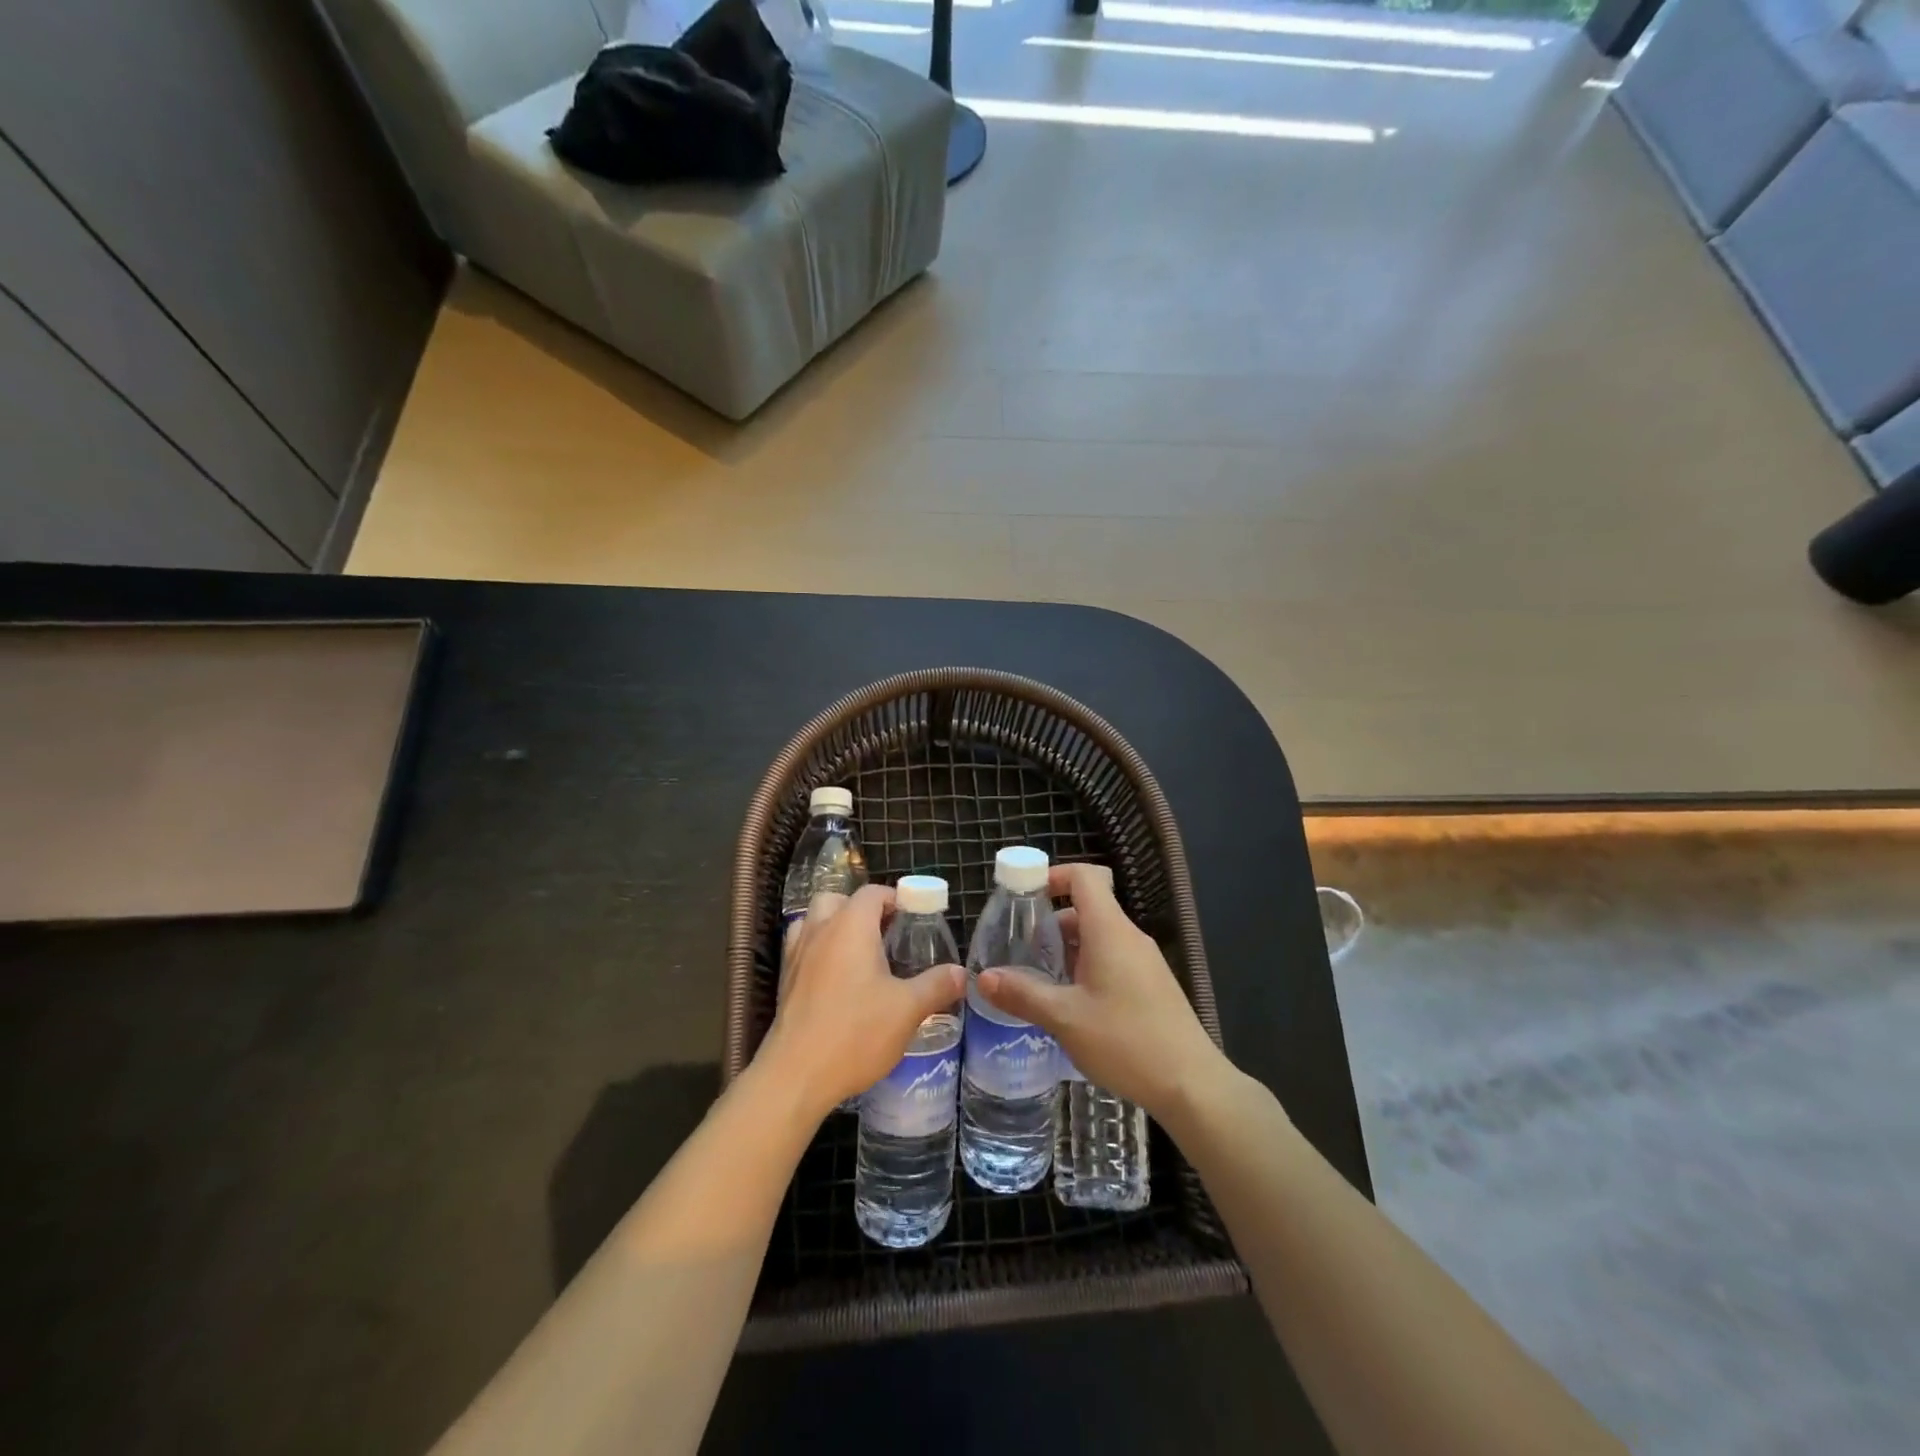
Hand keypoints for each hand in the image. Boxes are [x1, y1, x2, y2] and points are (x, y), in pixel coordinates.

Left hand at [757, 884, 963, 1122]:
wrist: (796, 1075)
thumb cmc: (856, 1032)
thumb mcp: (908, 1009)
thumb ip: (936, 985)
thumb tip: (961, 973)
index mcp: (851, 926)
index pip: (873, 893)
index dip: (895, 899)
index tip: (915, 919)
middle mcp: (820, 930)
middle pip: (837, 900)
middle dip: (862, 910)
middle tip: (886, 935)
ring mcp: (797, 954)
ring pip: (814, 921)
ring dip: (835, 926)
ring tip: (859, 954)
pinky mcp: (785, 981)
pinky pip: (802, 948)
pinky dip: (818, 951)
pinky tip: (836, 979)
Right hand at [976, 863, 1228, 1121]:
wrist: (1192, 1085)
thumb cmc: (1125, 1041)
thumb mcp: (1065, 1018)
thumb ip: (1023, 994)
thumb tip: (983, 978)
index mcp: (1109, 930)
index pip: (1085, 876)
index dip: (1053, 876)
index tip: (1023, 896)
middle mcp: (1129, 936)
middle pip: (1087, 908)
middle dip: (1050, 923)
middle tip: (1019, 950)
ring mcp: (1144, 961)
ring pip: (1098, 937)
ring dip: (1067, 950)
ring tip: (1038, 981)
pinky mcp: (1151, 985)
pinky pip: (1112, 959)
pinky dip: (1086, 967)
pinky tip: (1070, 1004)